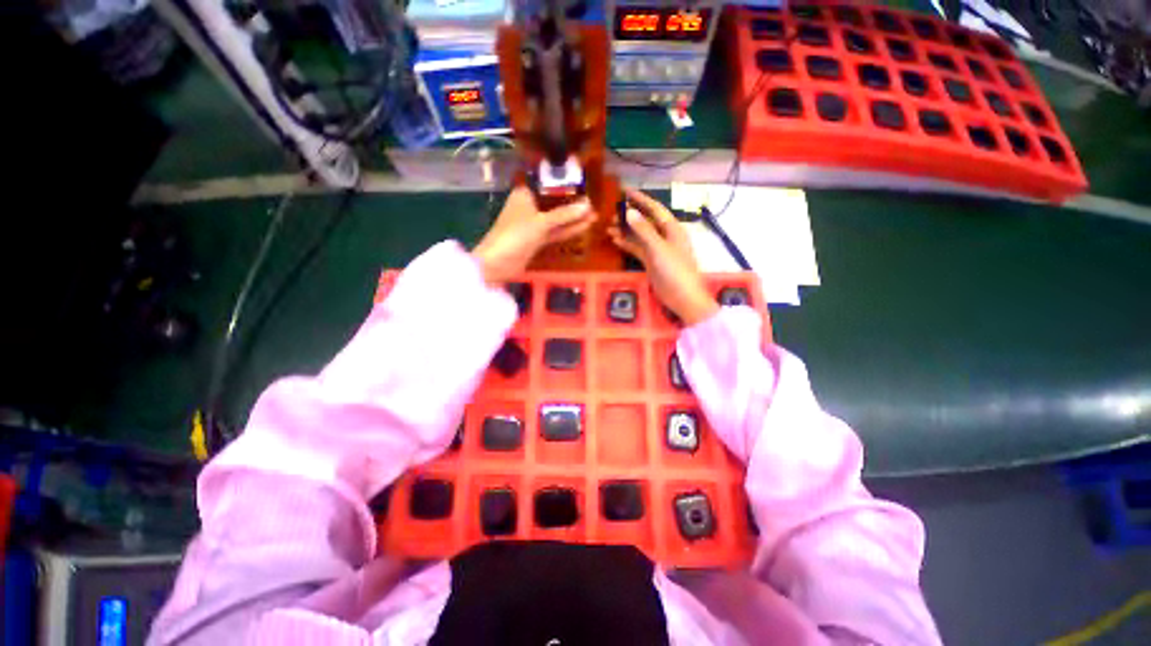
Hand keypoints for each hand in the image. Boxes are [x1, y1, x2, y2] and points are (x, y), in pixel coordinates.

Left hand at [473, 186, 593, 284]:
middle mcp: (529, 207)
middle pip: (554, 202)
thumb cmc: (515, 235)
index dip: (565, 183)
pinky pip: (555, 232)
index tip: (584, 182)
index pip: (547, 184)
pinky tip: (584, 227)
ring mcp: (533, 225)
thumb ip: (564, 214)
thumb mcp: (541, 222)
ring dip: (573, 218)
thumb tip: (588, 206)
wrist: (498, 263)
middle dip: (573, 203)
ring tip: (595, 215)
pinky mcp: (537, 240)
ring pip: (556, 219)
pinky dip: (568, 230)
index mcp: (525, 194)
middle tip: (595, 201)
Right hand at [608, 188, 718, 326]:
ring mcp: (657, 250)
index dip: (640, 199)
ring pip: (639, 236)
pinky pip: (637, 249)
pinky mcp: (651, 262)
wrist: (683, 298)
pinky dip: (627, 244)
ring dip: (625, 231)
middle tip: (611, 213)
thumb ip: (644, 230)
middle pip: (645, 221)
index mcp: (671, 228)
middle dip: (629, 216)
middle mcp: (664, 236)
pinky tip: (615, 240)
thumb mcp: (658, 248)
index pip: (654, 208)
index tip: (624, 191)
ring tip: (608, 227)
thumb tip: (629, 211)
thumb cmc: (675, 270)